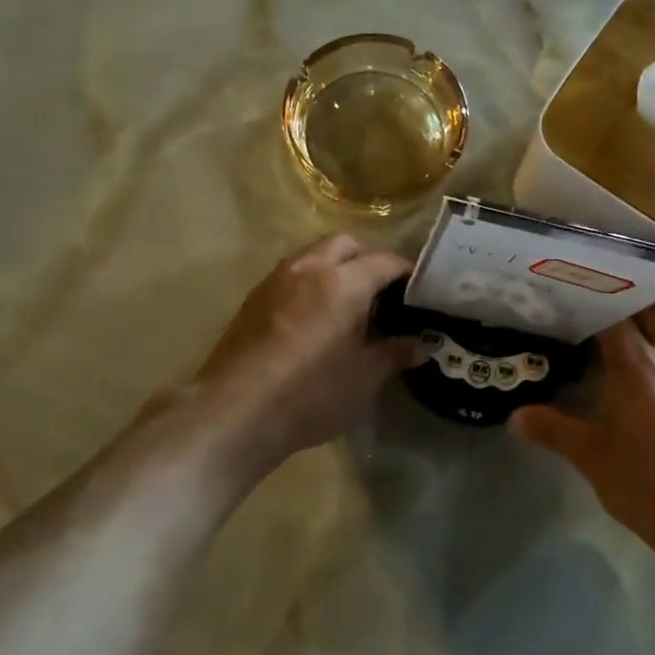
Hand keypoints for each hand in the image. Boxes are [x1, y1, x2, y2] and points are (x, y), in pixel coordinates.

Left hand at [192, 234, 415, 470]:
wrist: (234, 411)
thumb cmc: (310, 393)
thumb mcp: (363, 379)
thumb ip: (394, 355)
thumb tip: (419, 345)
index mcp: (344, 282)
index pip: (384, 261)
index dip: (405, 273)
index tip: (417, 291)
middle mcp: (309, 268)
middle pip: (345, 244)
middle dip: (366, 259)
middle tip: (379, 294)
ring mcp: (276, 280)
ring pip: (313, 255)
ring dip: (333, 267)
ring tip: (344, 305)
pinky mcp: (253, 298)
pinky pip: (289, 276)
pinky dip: (308, 283)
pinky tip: (311, 319)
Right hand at [512, 309, 654, 571]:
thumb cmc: (648, 487)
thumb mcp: (592, 459)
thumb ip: (552, 430)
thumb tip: (514, 417)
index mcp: (636, 365)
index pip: (614, 316)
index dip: (594, 306)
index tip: (576, 308)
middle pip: (649, 311)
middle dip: (625, 308)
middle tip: (601, 316)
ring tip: (639, 329)